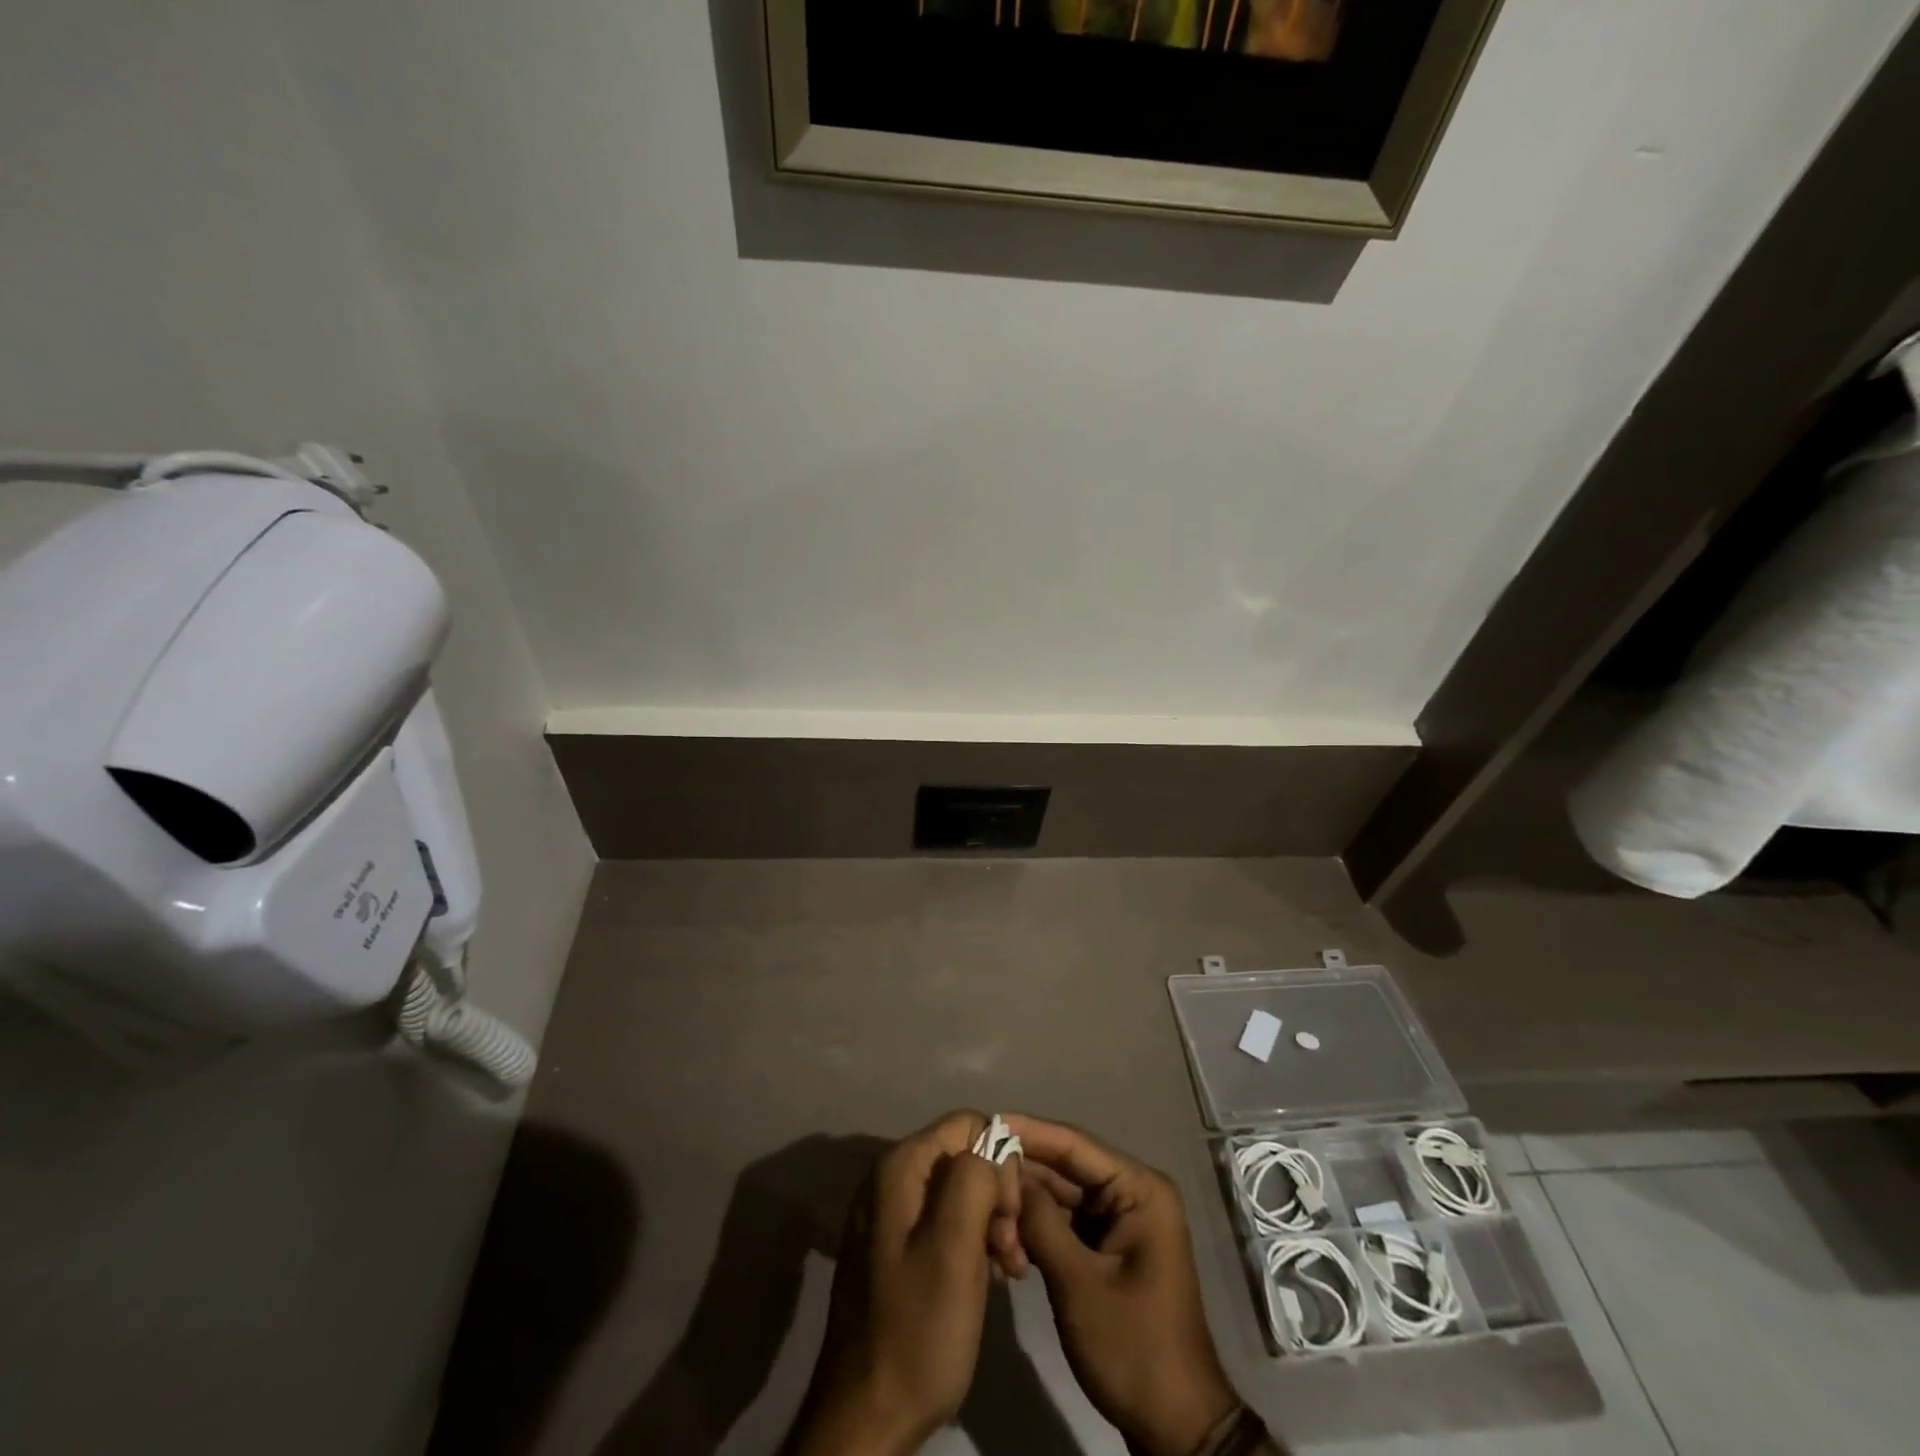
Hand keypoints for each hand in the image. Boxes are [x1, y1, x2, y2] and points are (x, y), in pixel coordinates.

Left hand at [785, 1112, 1021, 1455]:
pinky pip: (943, 1222)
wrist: (866, 1420)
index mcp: (900, 1168)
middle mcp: (890, 1179)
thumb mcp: (954, 1248)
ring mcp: (889, 1215)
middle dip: (997, 1195)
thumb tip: (991, 1149)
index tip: (1009, 1219)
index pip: (968, 1125)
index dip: (999, 1162)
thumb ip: (974, 1179)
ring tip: (1007, 1270)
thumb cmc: (917, 1330)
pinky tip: (988, 1277)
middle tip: (1012, 1252)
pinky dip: (971, 1241)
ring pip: (958, 1191)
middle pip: (963, 1156)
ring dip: (990, 1222)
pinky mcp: (893, 1249)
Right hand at [1008, 1114, 1239, 1455]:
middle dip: (1022, 1172)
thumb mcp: (1079, 1283)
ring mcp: (1120, 1222)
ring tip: (981, 1201)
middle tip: (973, 1167)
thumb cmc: (1133, 1347)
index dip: (1030, 1131)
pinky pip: (1065, 1223)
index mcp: (1139, 1189)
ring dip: (1025, 1202)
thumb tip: (1005, 1174)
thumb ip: (1040, 1222)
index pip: (1075, 1145)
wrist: (1174, 1426)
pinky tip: (1002, 1231)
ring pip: (1061, 1196)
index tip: (988, 1120)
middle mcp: (1131, 1194)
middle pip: (1066, 1168)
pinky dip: (1036, 1227)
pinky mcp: (1107, 1248)